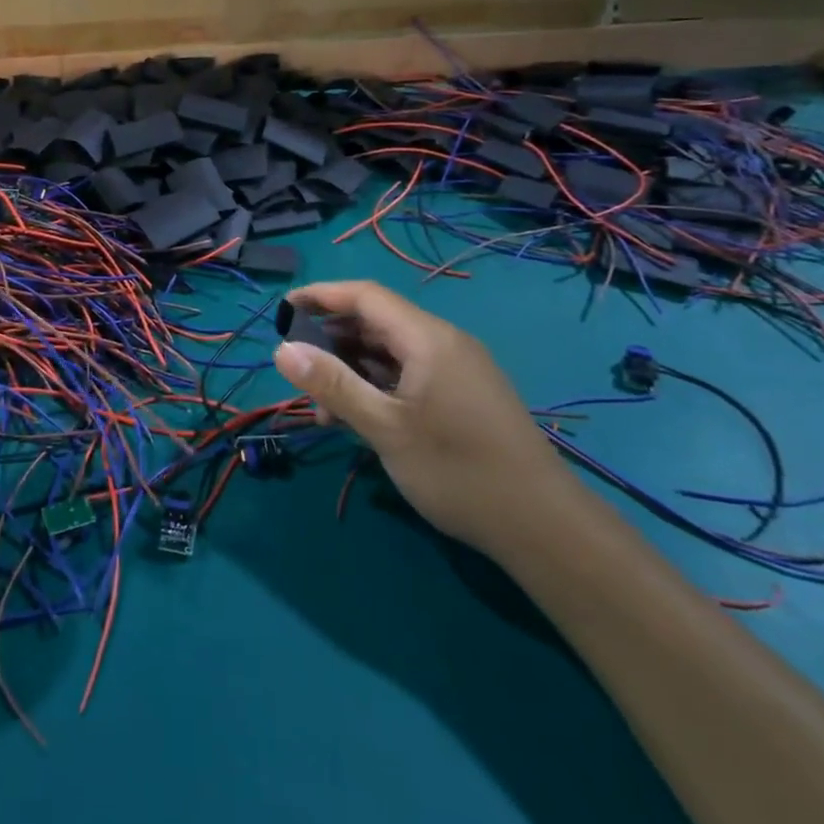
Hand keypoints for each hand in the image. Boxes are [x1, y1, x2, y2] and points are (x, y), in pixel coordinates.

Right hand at [271, 280, 574, 550]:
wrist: (543, 527)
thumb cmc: (458, 470)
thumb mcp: (385, 428)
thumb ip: (333, 385)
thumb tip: (282, 350)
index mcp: (428, 338)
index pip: (365, 296)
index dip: (320, 296)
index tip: (281, 311)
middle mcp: (443, 343)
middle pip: (376, 322)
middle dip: (331, 338)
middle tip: (296, 366)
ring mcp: (456, 370)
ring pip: (390, 353)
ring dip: (351, 369)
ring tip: (321, 404)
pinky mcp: (462, 396)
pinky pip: (408, 375)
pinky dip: (376, 387)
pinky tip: (356, 419)